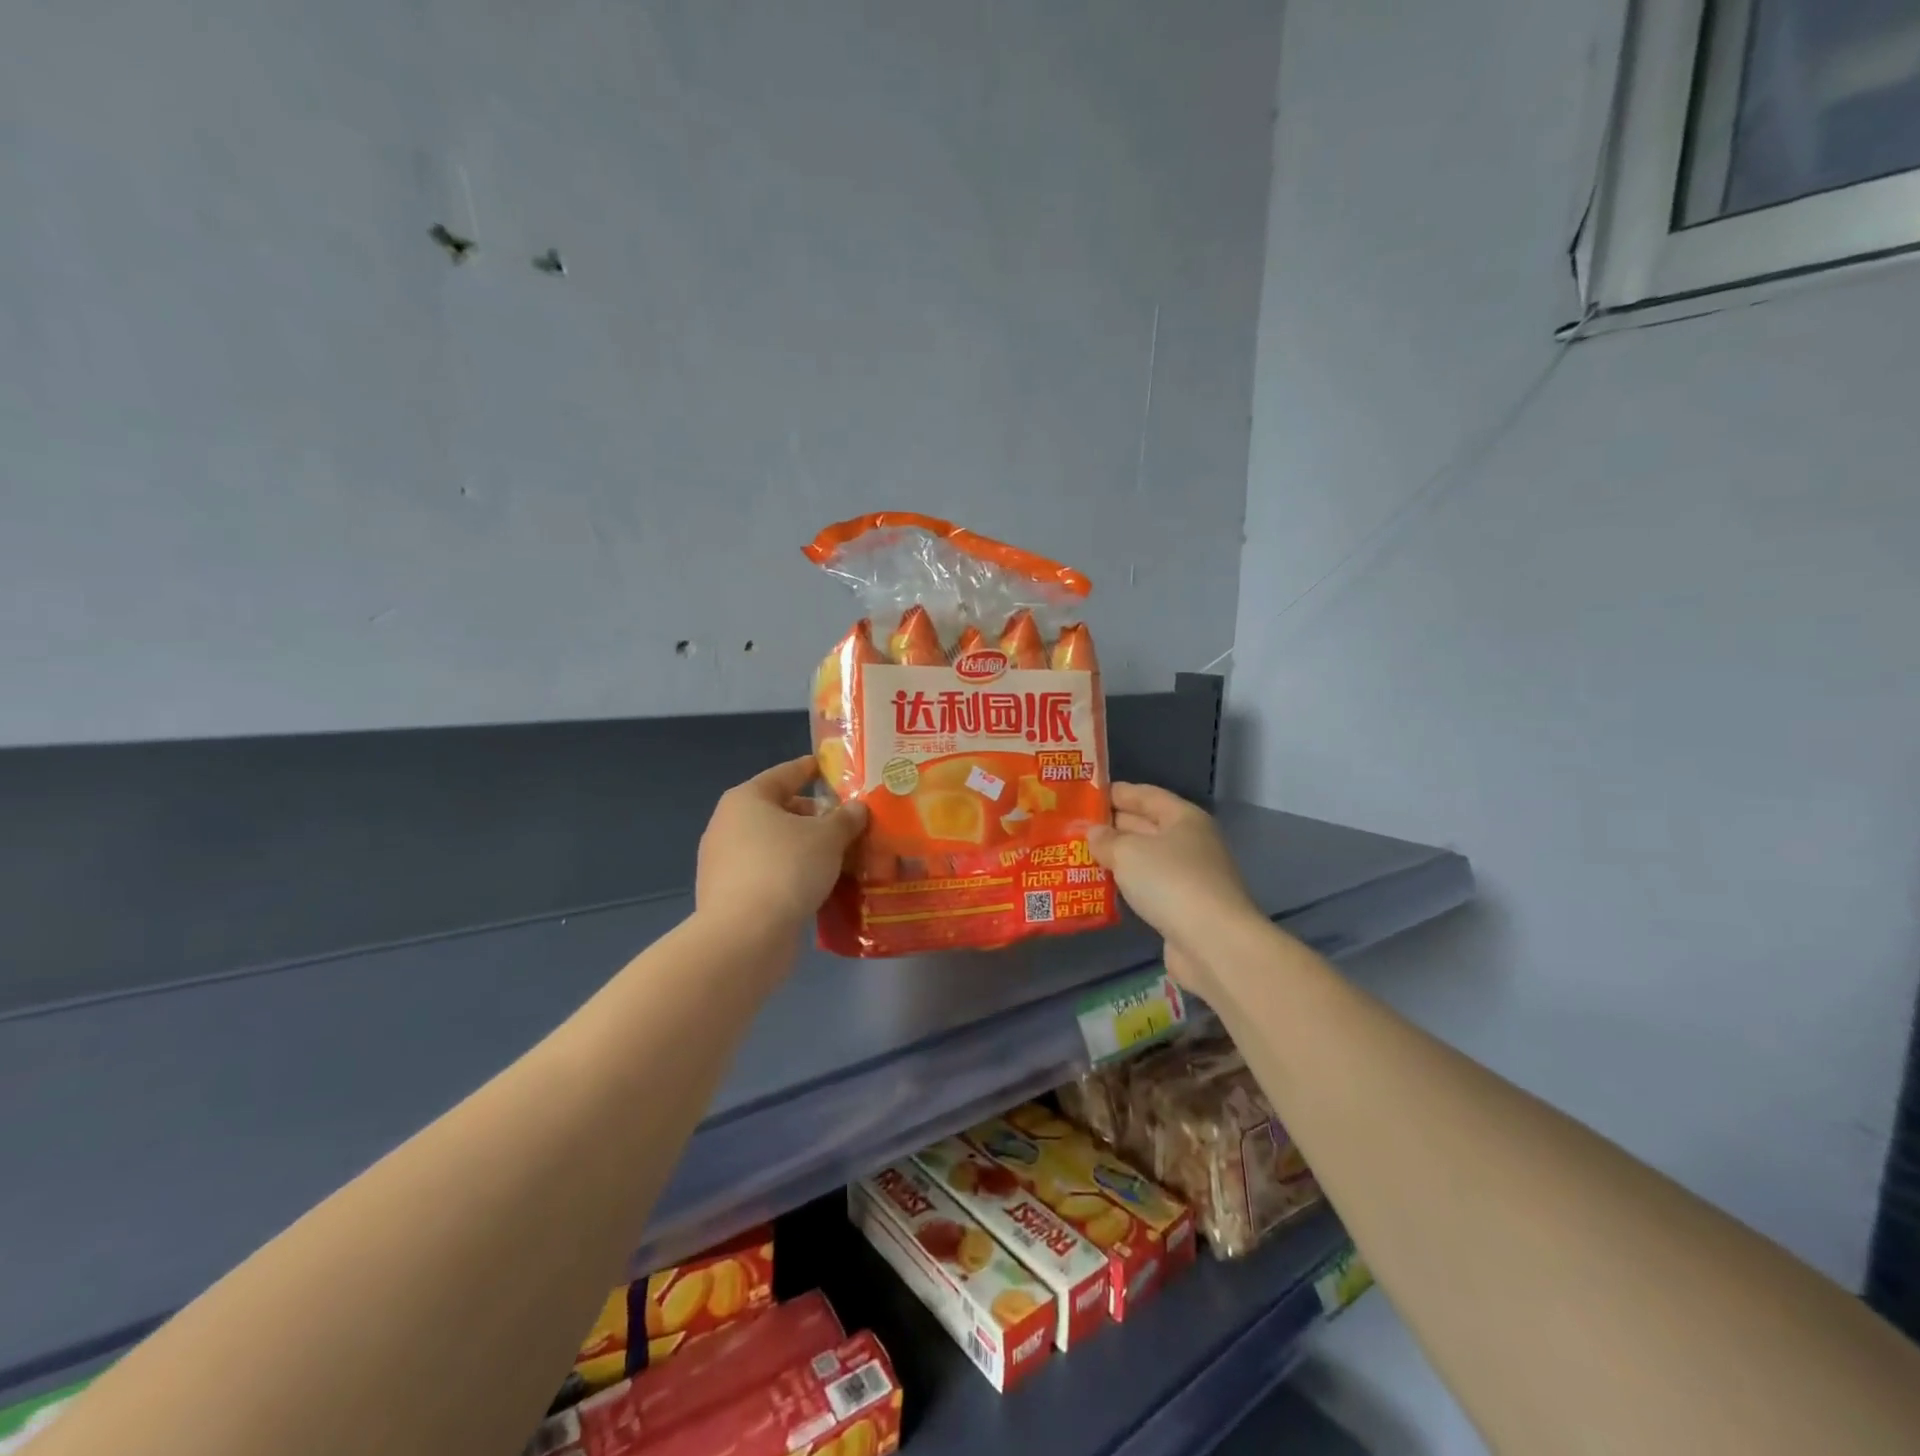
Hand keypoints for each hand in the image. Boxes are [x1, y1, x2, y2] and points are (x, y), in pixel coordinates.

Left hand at [696, 756, 868, 937]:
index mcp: (747, 799)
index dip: (813, 768)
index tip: (835, 768)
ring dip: (807, 849)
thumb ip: (846, 819)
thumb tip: (857, 809)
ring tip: (843, 856)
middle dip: (816, 817)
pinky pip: (770, 874)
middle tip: (850, 822)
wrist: (745, 937)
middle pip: (781, 810)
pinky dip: (794, 875)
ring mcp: (725, 862)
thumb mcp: (828, 837)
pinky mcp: (730, 896)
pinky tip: (821, 885)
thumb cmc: (786, 868)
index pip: (786, 773)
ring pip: (776, 845)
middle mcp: (729, 824)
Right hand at [1088, 784, 1261, 990]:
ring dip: (1117, 857)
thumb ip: (1106, 840)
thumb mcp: (1128, 852)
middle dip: (1112, 825)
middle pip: (1146, 825)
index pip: (1146, 795)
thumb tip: (1093, 833)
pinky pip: (1149, 886)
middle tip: (1074, 827)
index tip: (1086, 795)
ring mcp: (1190, 876)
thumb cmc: (1171, 882)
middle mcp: (1190, 842)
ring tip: (1081, 854)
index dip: (1116, 792)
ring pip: (1146, 858)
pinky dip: (1127, 883)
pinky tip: (1102, 886)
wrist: (1213, 943)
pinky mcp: (1184, 908)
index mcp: (1184, 818)